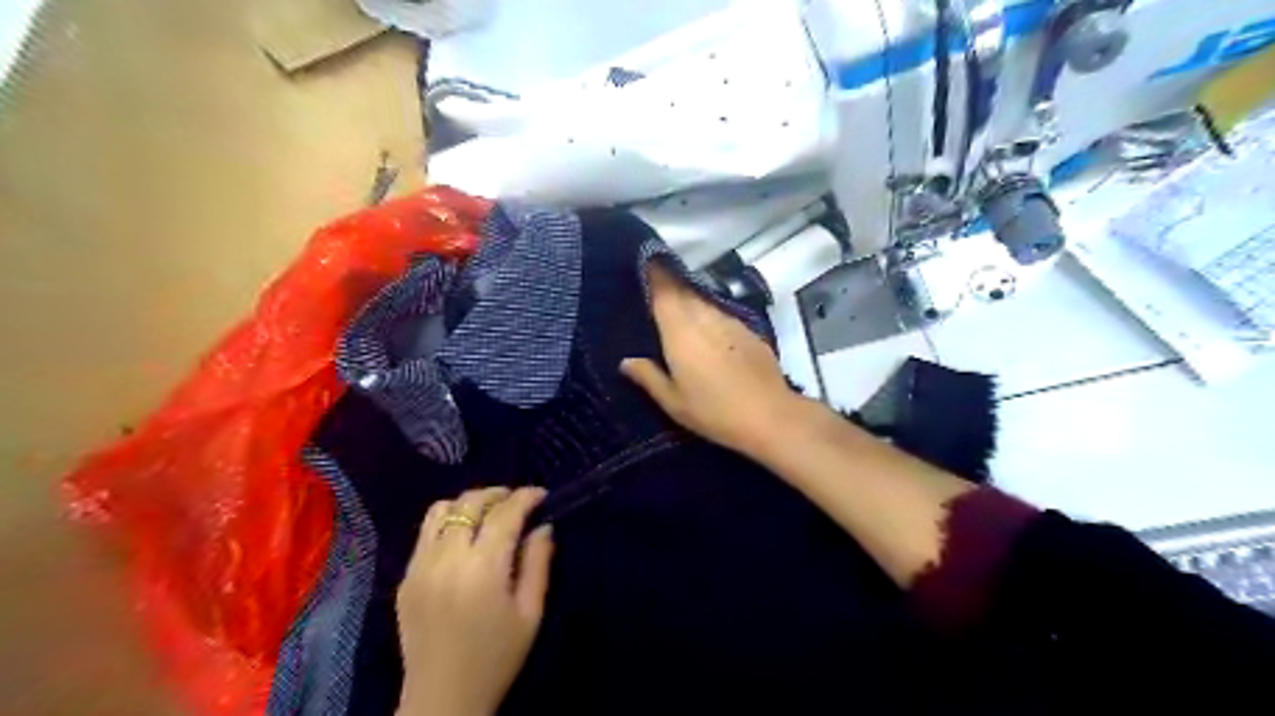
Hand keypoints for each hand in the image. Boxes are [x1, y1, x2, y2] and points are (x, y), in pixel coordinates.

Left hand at [396, 488, 555, 715]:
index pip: (504, 513)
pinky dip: (447, 522)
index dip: (525, 497)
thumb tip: (543, 526)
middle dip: (497, 493)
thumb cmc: (496, 659)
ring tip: (488, 513)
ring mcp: (419, 566)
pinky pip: (425, 532)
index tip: (542, 494)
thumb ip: (538, 564)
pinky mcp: (404, 577)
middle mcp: (446, 558)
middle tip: (517, 501)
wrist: (442, 700)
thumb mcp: (530, 613)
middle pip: (469, 503)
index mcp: (482, 569)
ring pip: (441, 509)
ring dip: (468, 503)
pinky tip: (463, 538)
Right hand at [617, 263, 794, 458]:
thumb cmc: (714, 411)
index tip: (642, 263)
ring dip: (689, 300)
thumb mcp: (673, 402)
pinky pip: (721, 314)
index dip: (653, 274)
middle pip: (683, 290)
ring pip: (703, 301)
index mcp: (680, 331)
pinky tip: (707, 332)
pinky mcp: (748, 330)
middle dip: (668, 284)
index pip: (663, 290)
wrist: (770, 415)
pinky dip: (709, 315)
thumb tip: (626, 361)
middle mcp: (704, 317)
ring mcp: (729, 321)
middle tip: (653, 287)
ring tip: (677, 309)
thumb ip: (648, 376)